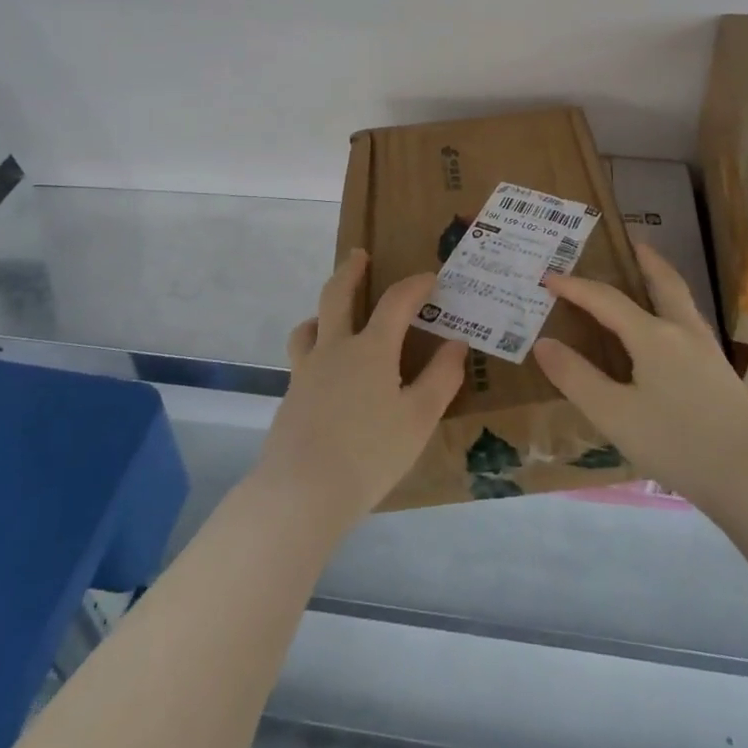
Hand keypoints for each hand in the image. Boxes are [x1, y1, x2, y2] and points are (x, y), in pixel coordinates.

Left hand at [254, 250, 467, 532]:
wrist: (301, 492)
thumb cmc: (369, 454)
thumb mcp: (418, 419)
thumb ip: (440, 379)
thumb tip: (456, 344)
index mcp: (371, 349)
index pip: (396, 302)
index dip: (415, 285)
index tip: (430, 278)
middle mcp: (335, 349)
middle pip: (337, 296)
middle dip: (350, 271)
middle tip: (359, 255)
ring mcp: (306, 371)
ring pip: (309, 326)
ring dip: (323, 311)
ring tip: (332, 315)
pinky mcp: (291, 396)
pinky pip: (302, 357)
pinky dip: (314, 347)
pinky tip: (325, 371)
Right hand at [535, 241, 747, 513]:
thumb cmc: (678, 444)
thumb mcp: (615, 415)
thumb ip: (577, 378)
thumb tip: (544, 343)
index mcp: (653, 336)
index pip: (606, 299)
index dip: (575, 287)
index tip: (548, 277)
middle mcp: (683, 333)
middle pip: (664, 284)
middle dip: (646, 261)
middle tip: (633, 243)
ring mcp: (708, 352)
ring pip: (682, 302)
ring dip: (664, 281)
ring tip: (651, 275)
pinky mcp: (721, 375)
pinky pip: (690, 324)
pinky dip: (674, 308)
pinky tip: (671, 332)